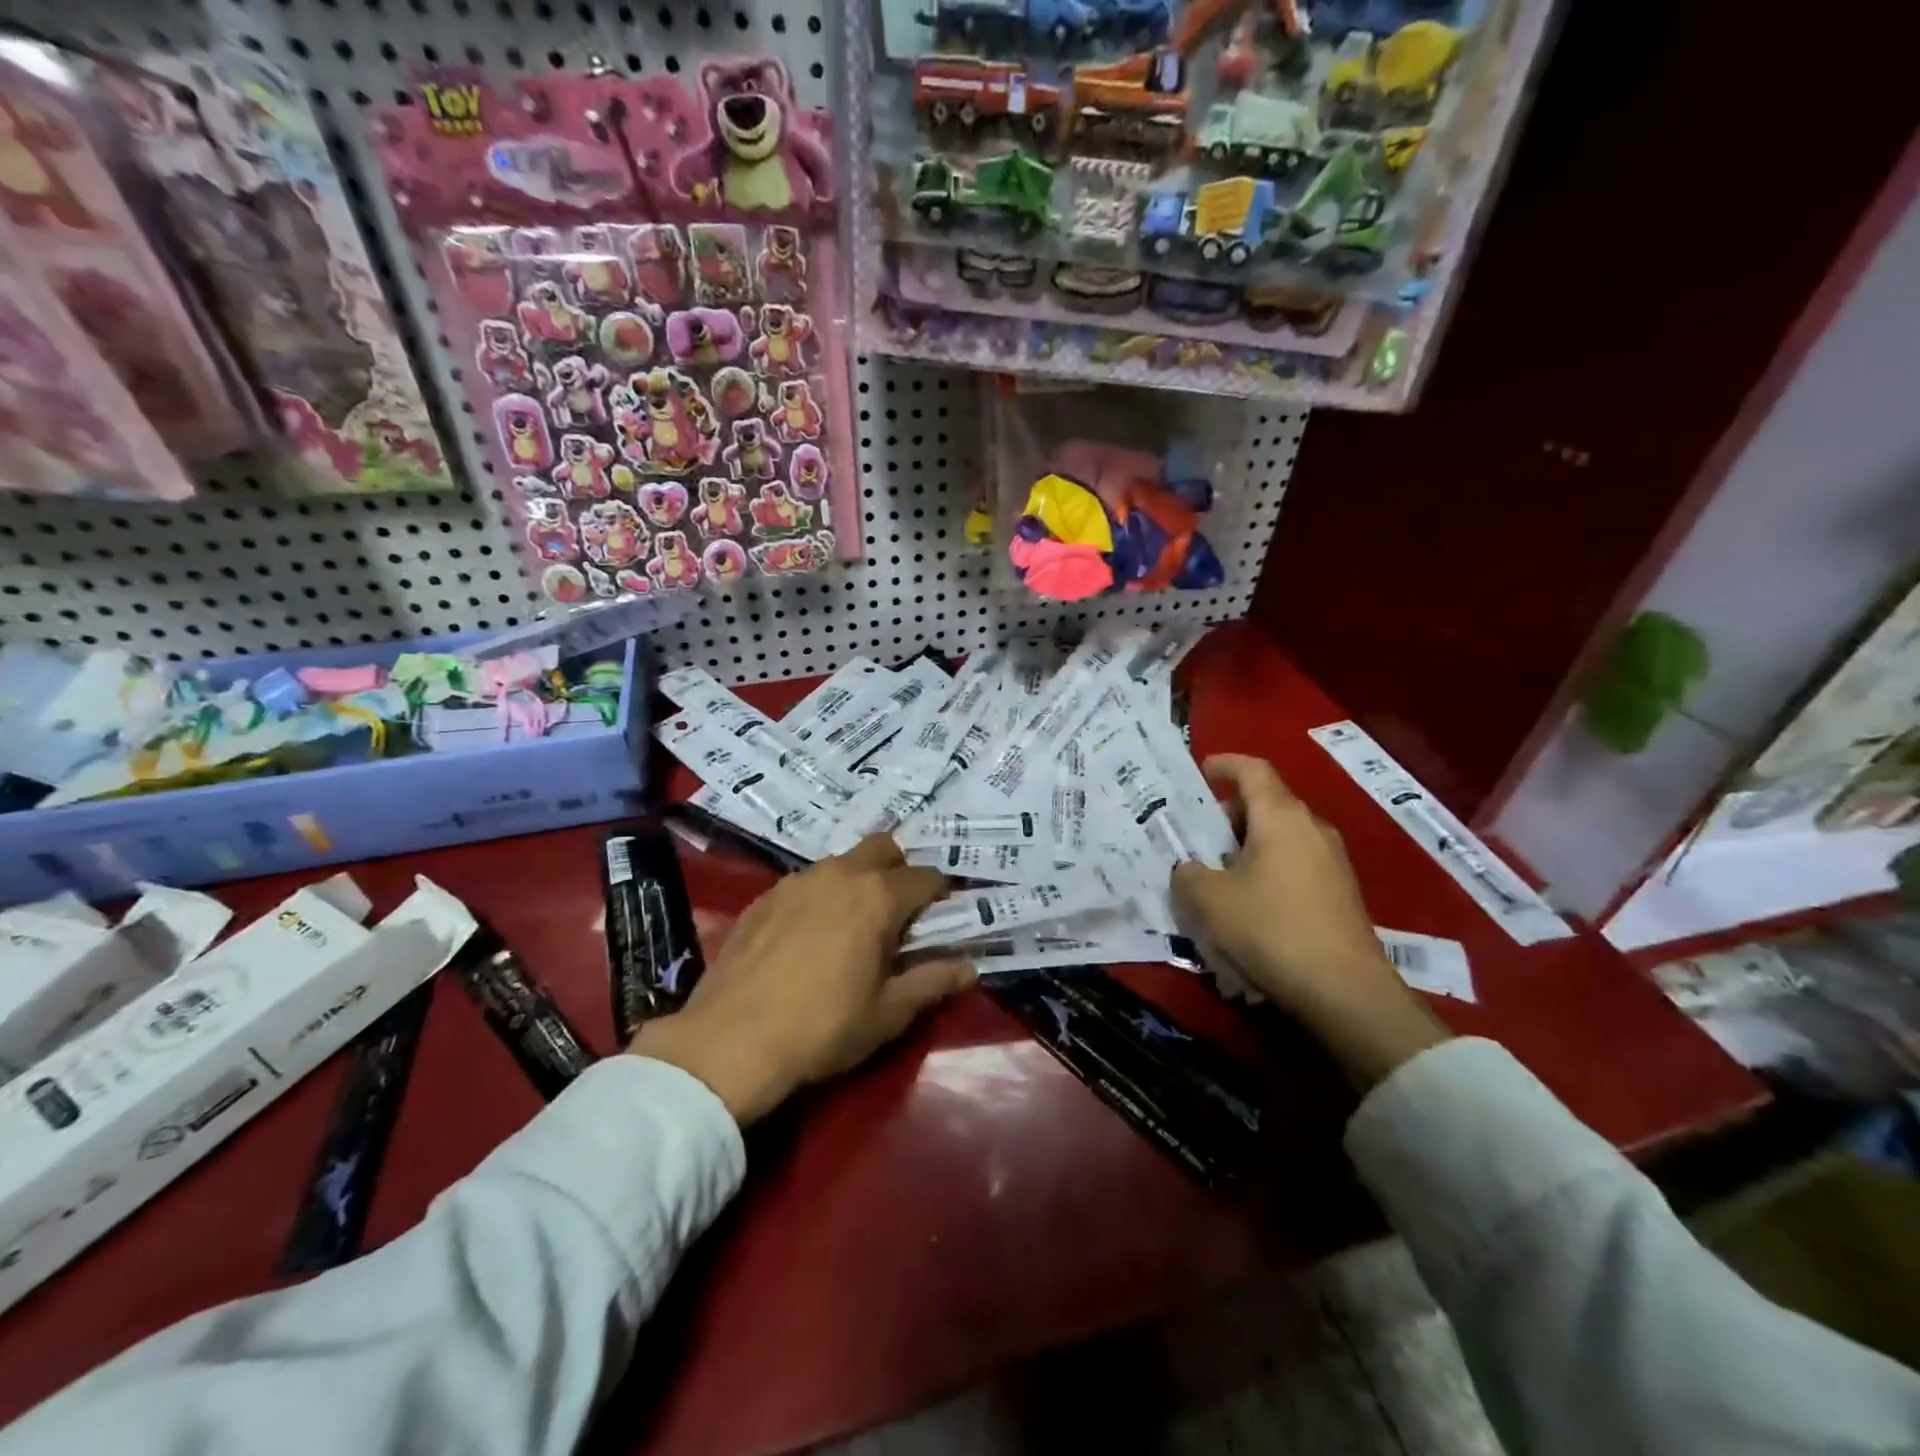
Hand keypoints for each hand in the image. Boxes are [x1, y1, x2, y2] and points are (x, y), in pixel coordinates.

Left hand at [631, 835, 974, 1124]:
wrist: (729, 1042)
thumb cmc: (822, 1028)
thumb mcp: (888, 1013)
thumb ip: (932, 982)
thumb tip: (969, 968)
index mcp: (877, 896)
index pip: (925, 877)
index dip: (939, 895)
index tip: (941, 919)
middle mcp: (839, 874)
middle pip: (883, 848)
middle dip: (899, 870)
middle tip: (898, 914)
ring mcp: (796, 881)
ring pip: (841, 863)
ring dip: (858, 881)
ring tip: (852, 925)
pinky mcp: (763, 897)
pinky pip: (805, 883)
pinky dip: (820, 897)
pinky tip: (809, 936)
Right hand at [1170, 754, 1450, 1087]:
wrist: (1345, 991)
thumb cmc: (1270, 929)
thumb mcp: (1209, 901)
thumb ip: (1188, 875)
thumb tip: (1190, 869)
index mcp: (1281, 817)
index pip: (1253, 771)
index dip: (1225, 764)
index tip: (1202, 770)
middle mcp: (1312, 829)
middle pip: (1268, 804)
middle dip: (1231, 814)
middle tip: (1200, 836)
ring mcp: (1333, 862)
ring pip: (1283, 837)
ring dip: (1250, 845)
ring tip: (1220, 873)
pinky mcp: (1342, 895)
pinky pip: (1297, 865)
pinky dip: (1270, 869)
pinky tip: (1251, 904)